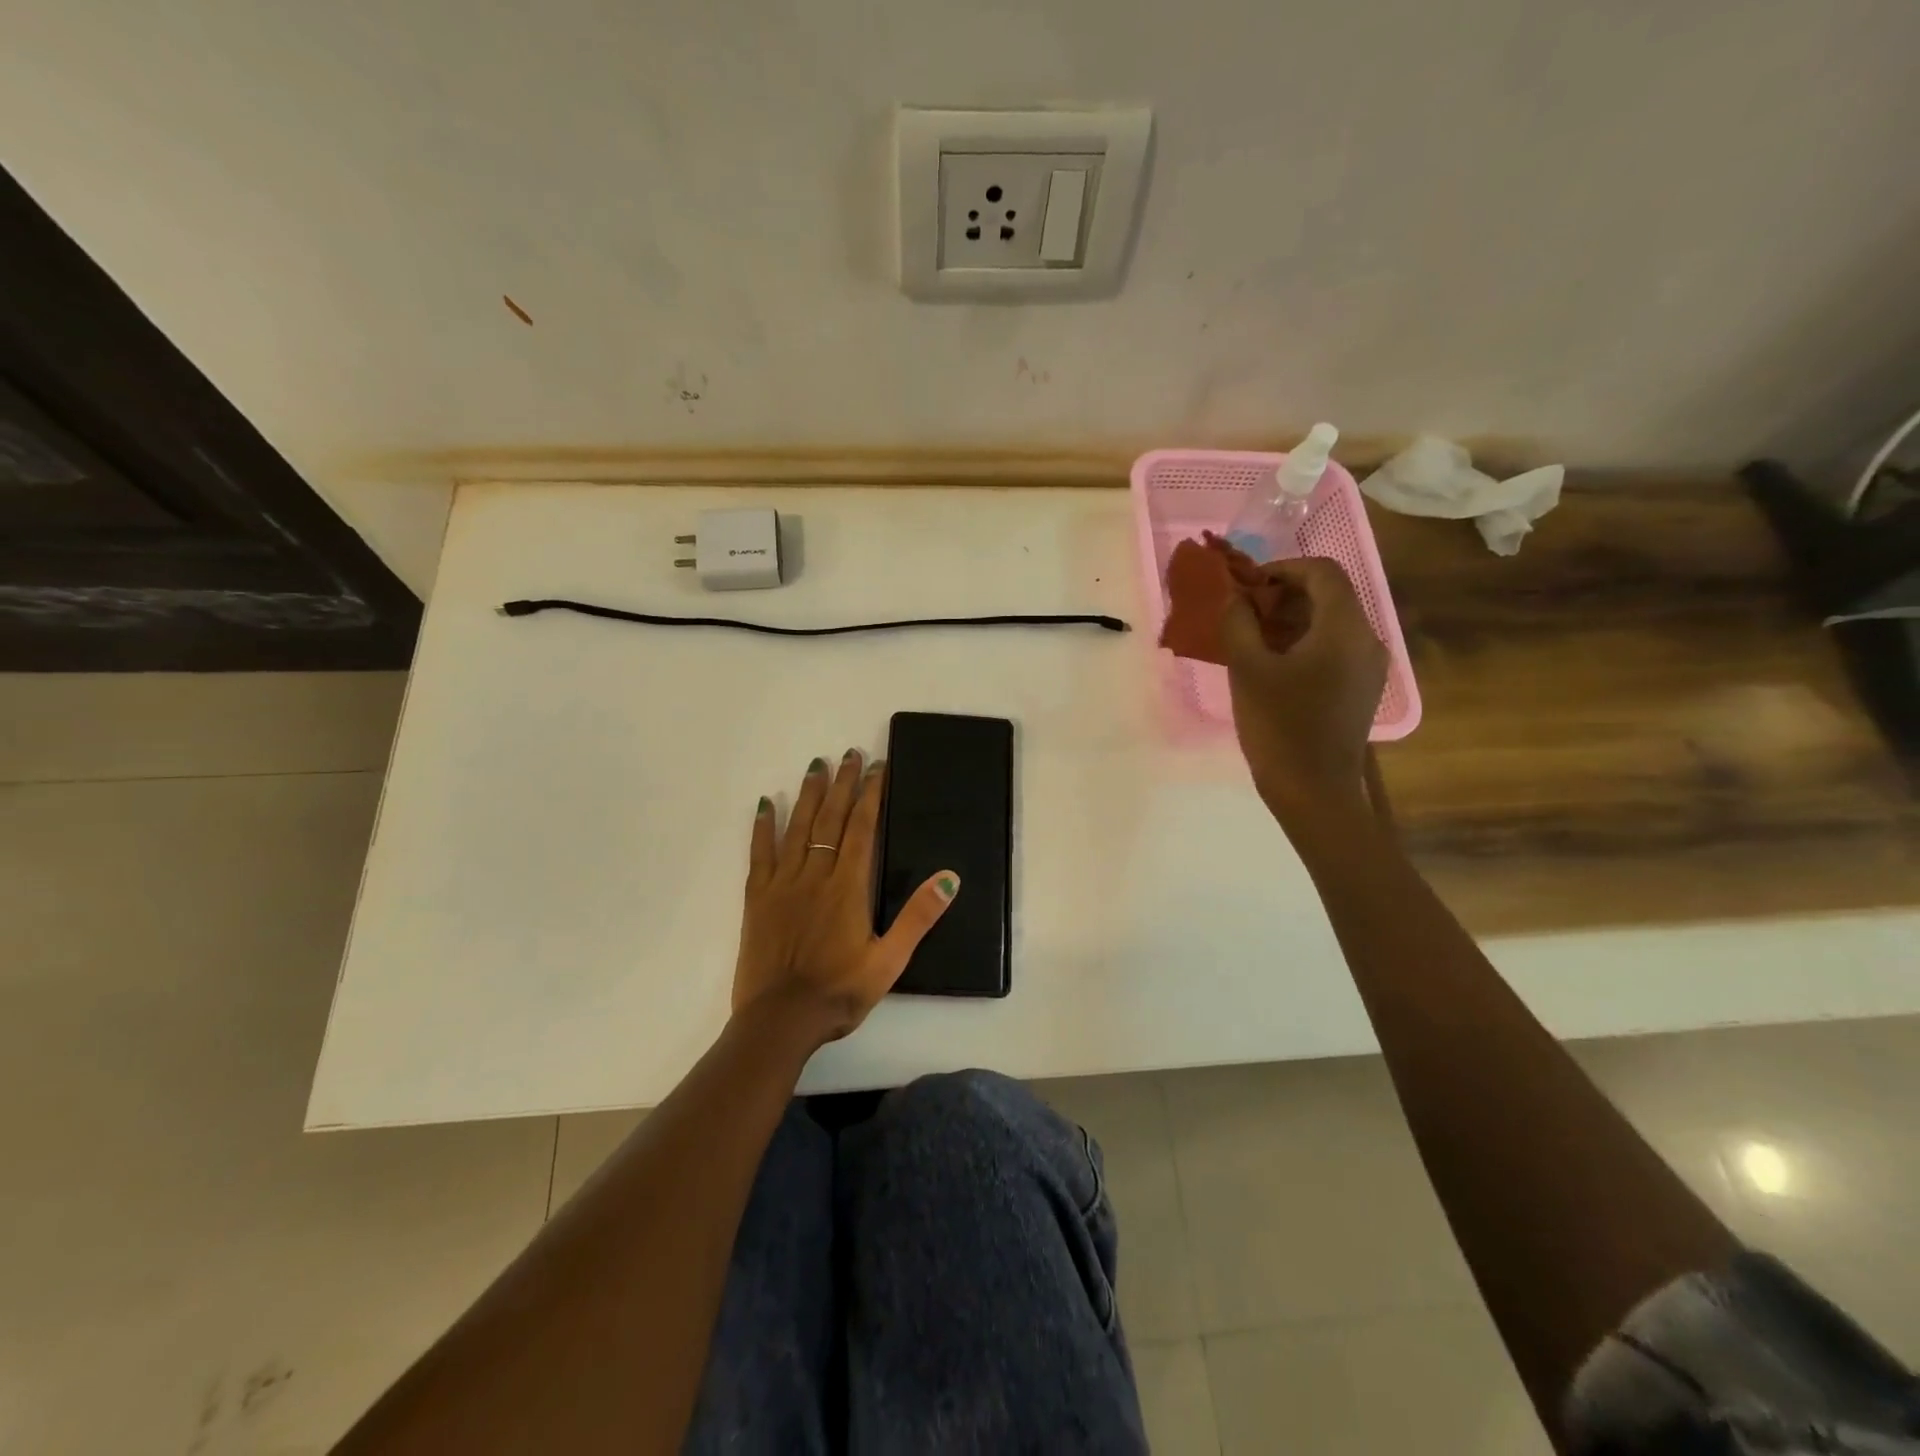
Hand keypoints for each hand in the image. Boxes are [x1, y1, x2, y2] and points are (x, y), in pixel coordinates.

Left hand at [733, 750, 958, 1044]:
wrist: (781, 1020)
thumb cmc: (839, 991)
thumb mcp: (890, 961)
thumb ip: (918, 917)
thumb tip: (949, 878)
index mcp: (848, 887)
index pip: (862, 828)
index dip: (871, 795)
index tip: (877, 767)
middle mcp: (816, 875)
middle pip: (831, 819)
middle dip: (843, 784)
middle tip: (850, 754)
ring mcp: (783, 884)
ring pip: (798, 828)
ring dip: (809, 794)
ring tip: (817, 765)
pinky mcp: (757, 898)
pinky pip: (760, 853)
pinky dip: (764, 827)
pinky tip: (767, 804)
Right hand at [1222, 557, 1387, 827]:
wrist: (1315, 791)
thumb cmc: (1280, 726)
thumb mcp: (1248, 670)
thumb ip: (1238, 623)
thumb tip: (1235, 597)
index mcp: (1345, 628)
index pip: (1323, 571)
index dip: (1283, 568)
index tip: (1248, 586)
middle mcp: (1367, 639)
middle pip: (1329, 595)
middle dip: (1284, 596)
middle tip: (1244, 614)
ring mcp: (1369, 667)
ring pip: (1331, 623)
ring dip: (1292, 620)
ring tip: (1252, 641)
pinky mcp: (1361, 689)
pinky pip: (1334, 649)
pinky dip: (1304, 644)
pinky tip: (1273, 667)